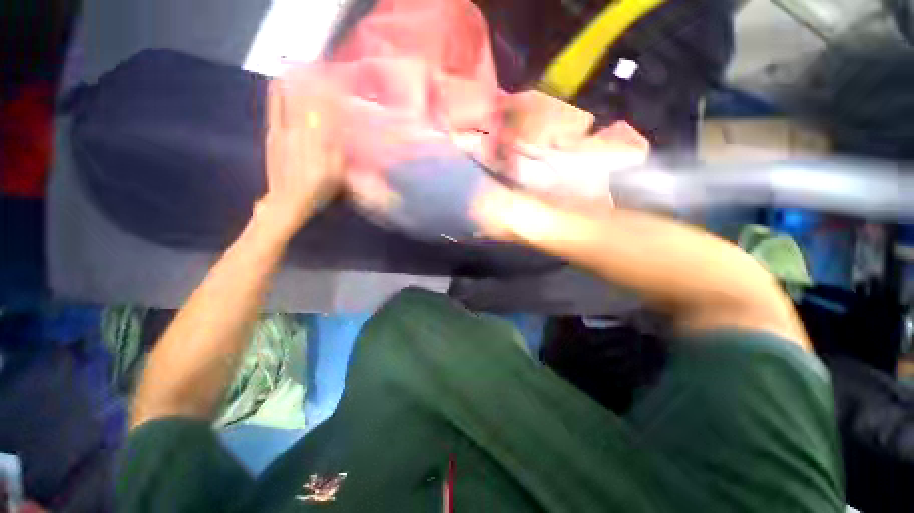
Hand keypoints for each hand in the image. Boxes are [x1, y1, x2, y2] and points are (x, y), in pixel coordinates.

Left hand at [259, 76, 344, 236]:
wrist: (286, 203)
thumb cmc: (317, 192)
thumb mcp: (336, 177)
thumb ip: (339, 152)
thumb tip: (339, 128)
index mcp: (319, 145)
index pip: (327, 112)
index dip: (332, 93)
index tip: (338, 78)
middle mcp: (301, 134)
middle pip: (309, 102)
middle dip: (316, 82)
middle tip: (321, 65)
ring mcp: (283, 133)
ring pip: (291, 102)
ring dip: (297, 82)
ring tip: (300, 66)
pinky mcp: (272, 136)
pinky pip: (275, 110)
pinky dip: (277, 94)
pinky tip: (278, 81)